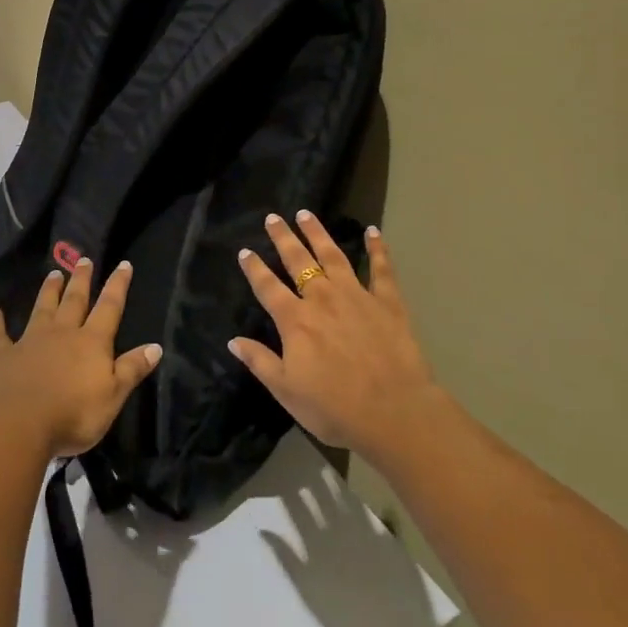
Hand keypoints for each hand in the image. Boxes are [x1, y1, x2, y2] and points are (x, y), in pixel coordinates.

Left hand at [0, 258, 162, 460]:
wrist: (18, 424)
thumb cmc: (73, 414)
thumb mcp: (113, 396)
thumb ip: (132, 369)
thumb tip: (155, 346)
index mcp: (91, 342)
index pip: (109, 308)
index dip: (118, 286)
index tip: (123, 264)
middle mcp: (62, 333)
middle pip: (74, 301)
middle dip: (81, 280)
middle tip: (83, 259)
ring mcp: (29, 341)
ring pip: (42, 309)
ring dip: (48, 291)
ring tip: (53, 273)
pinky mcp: (1, 355)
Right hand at [232, 212, 442, 458]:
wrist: (394, 412)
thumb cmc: (335, 407)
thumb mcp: (286, 391)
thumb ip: (260, 362)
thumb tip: (233, 340)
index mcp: (295, 321)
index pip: (268, 288)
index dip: (255, 269)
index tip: (245, 251)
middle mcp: (323, 299)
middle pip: (298, 261)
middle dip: (284, 238)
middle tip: (273, 218)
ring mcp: (357, 296)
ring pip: (333, 256)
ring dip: (318, 233)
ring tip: (306, 214)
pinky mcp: (388, 302)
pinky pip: (381, 269)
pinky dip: (377, 248)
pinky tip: (373, 232)